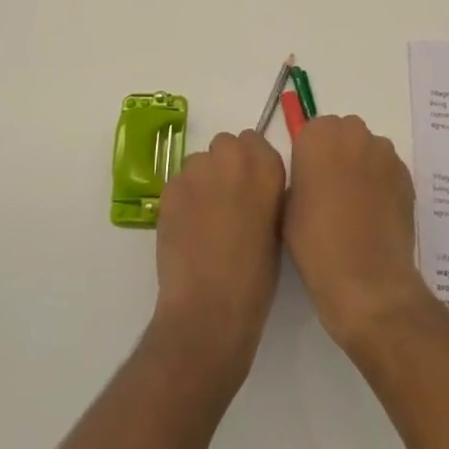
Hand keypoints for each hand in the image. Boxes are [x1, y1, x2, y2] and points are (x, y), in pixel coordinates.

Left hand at [150, 130, 286, 390]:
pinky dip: (181, 199)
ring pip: (198, 162)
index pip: (254, 141)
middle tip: (226, 202)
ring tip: (203, 220)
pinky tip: (186, 229)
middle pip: (224, 145)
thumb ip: (267, 192)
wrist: (210, 307)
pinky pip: (178, 183)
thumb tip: (256, 185)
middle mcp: (232, 157)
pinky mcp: (170, 187)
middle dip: (224, 166)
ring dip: (202, 181)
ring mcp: (197, 170)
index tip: (249, 187)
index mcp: (267, 166)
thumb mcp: (278, 226)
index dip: (249, 164)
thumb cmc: (256, 277)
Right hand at [283, 115, 431, 353]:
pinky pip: (388, 169)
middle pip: (343, 133)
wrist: (367, 279)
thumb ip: (298, 179)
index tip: (310, 182)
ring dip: (362, 166)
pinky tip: (376, 214)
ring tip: (357, 206)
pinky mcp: (406, 174)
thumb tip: (312, 179)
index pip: (311, 131)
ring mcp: (384, 153)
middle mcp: (353, 133)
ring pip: (368, 149)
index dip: (310, 156)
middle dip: (338, 154)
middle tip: (332, 191)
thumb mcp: (287, 207)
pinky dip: (382, 182)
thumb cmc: (316, 243)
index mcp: (317, 136)